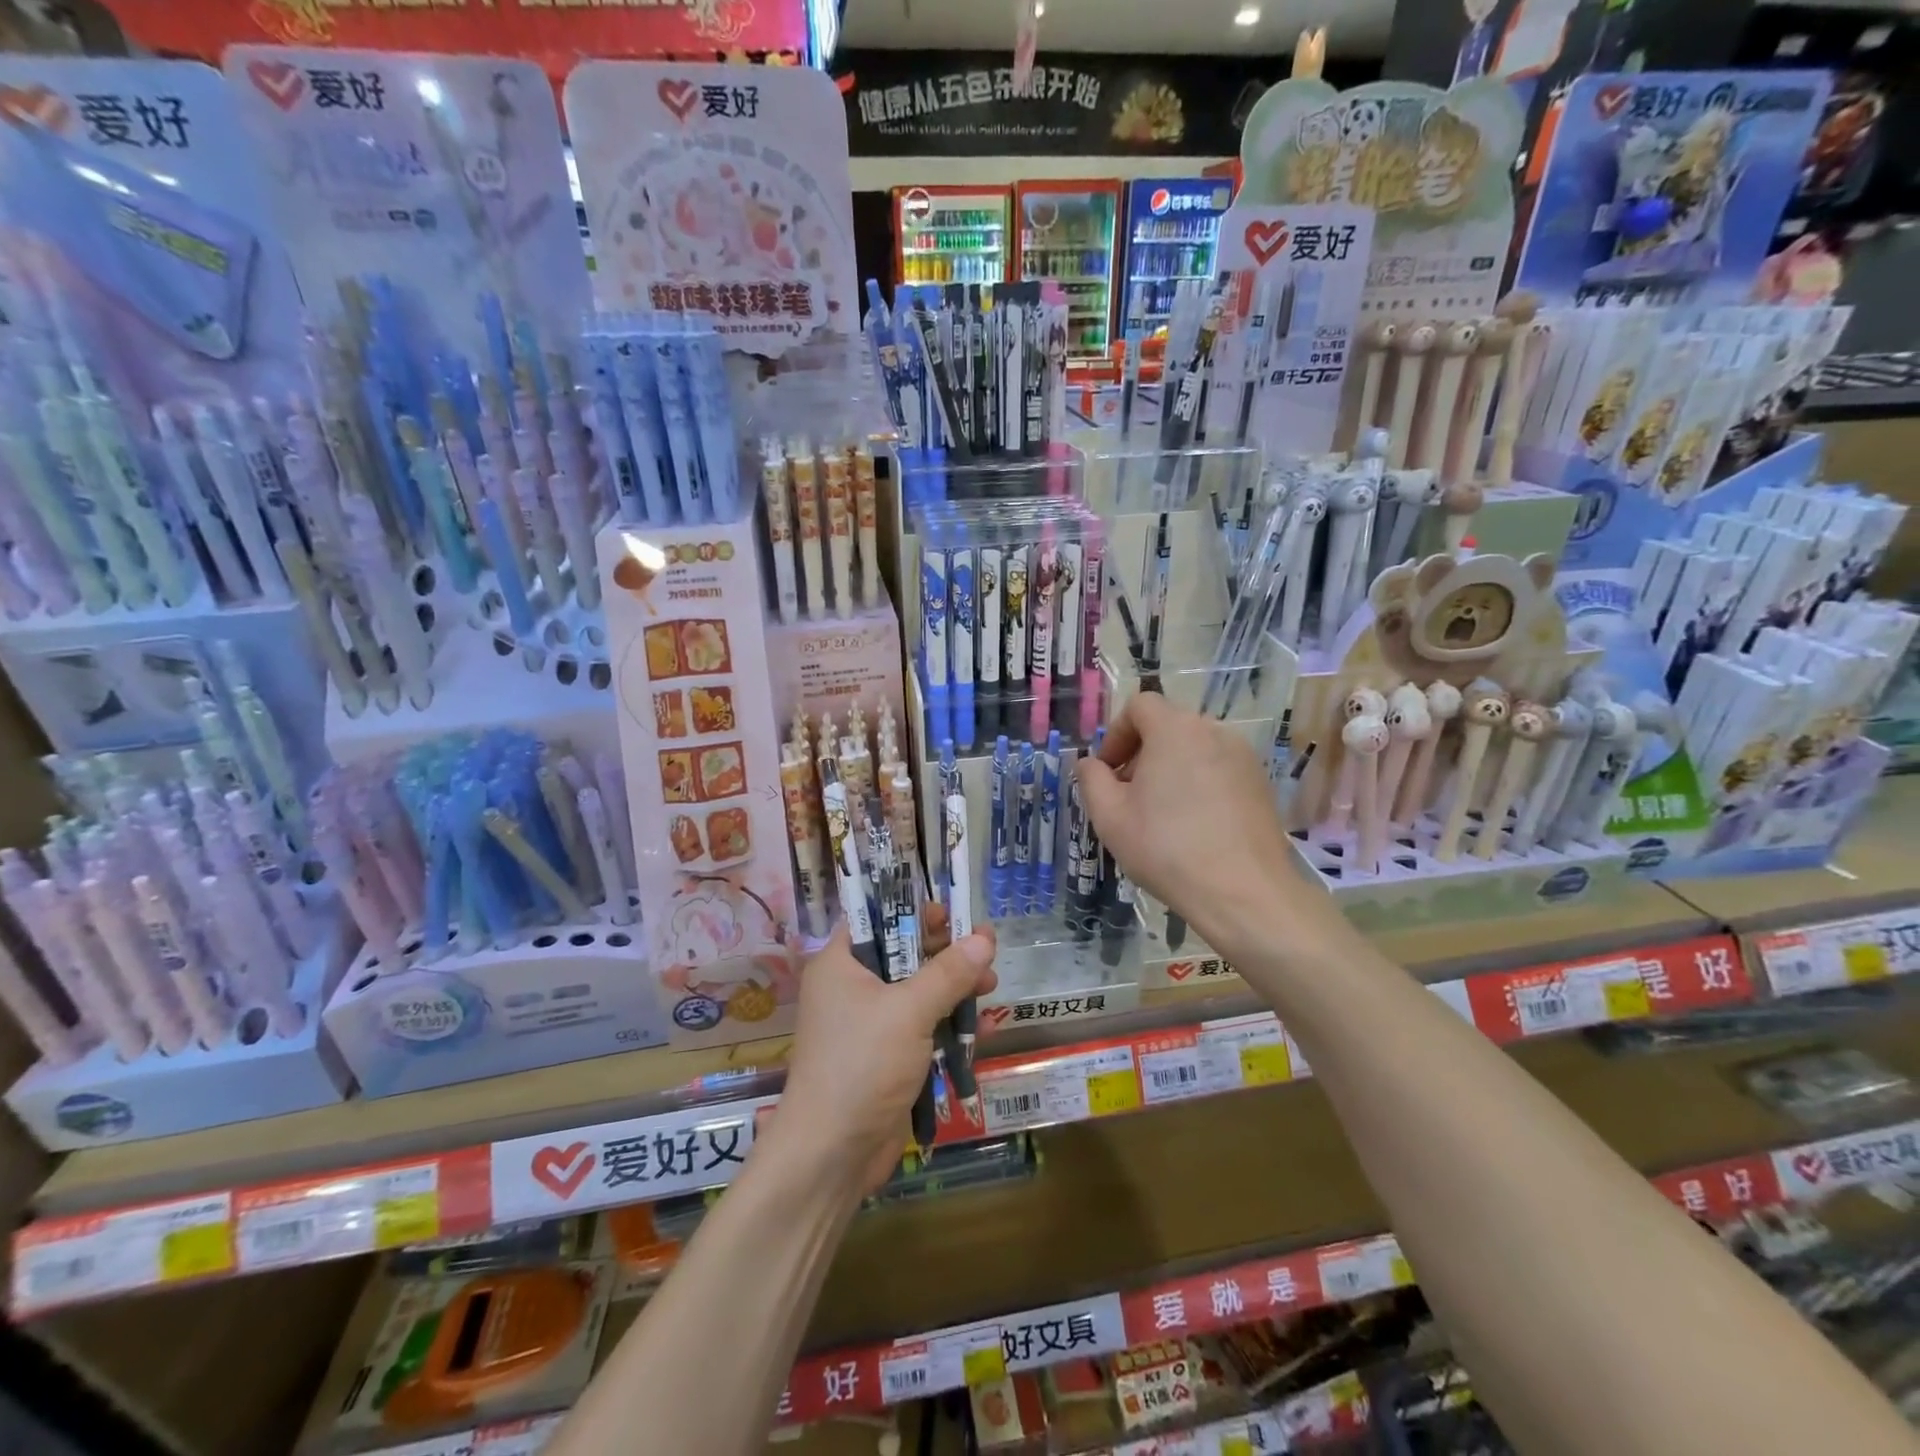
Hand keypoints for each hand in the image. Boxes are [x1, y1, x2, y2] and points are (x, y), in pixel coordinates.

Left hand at [773, 908, 996, 1194]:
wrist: (831, 1154)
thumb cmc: (862, 1065)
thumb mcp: (909, 1011)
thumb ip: (949, 972)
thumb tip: (984, 937)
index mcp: (841, 964)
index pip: (877, 919)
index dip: (914, 912)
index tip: (953, 914)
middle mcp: (851, 988)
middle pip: (903, 955)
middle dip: (946, 953)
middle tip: (985, 949)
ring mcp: (868, 1024)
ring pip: (917, 992)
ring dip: (954, 989)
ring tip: (991, 985)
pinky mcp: (885, 1056)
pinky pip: (921, 1027)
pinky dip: (947, 1023)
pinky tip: (982, 1025)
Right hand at [1076, 692, 1331, 949]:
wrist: (1242, 892)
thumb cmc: (1166, 849)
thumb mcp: (1109, 816)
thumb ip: (1091, 779)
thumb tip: (1091, 764)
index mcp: (1174, 729)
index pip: (1139, 705)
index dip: (1116, 734)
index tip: (1108, 772)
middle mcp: (1213, 731)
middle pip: (1168, 726)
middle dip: (1142, 753)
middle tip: (1129, 796)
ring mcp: (1243, 756)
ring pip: (1194, 748)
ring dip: (1170, 769)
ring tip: (1161, 814)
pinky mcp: (1261, 783)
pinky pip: (1218, 769)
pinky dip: (1199, 784)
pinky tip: (1194, 826)